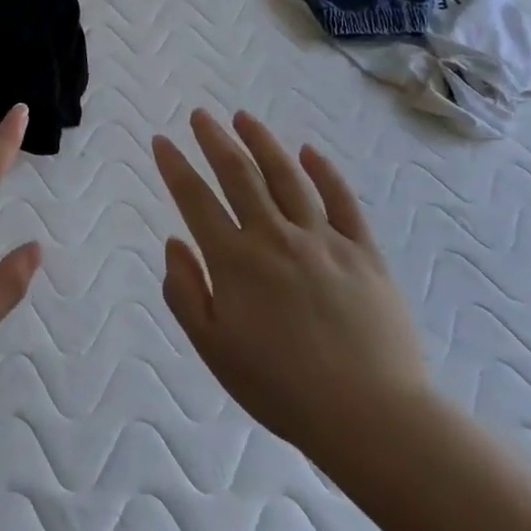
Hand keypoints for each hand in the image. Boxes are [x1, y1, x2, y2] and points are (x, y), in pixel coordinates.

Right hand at [152, 109, 429, 467]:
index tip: (161, 140)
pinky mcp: (363, 251)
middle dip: (215, 140)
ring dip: (262, 142)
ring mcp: (323, 240)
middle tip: (200, 115)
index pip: (196, 200)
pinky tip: (308, 151)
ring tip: (243, 118)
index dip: (175, 167)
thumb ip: (185, 292)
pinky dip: (323, 171)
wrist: (369, 415)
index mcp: (235, 261)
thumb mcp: (214, 349)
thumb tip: (175, 242)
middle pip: (239, 175)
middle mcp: (276, 237)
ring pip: (287, 176)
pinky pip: (341, 200)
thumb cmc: (280, 387)